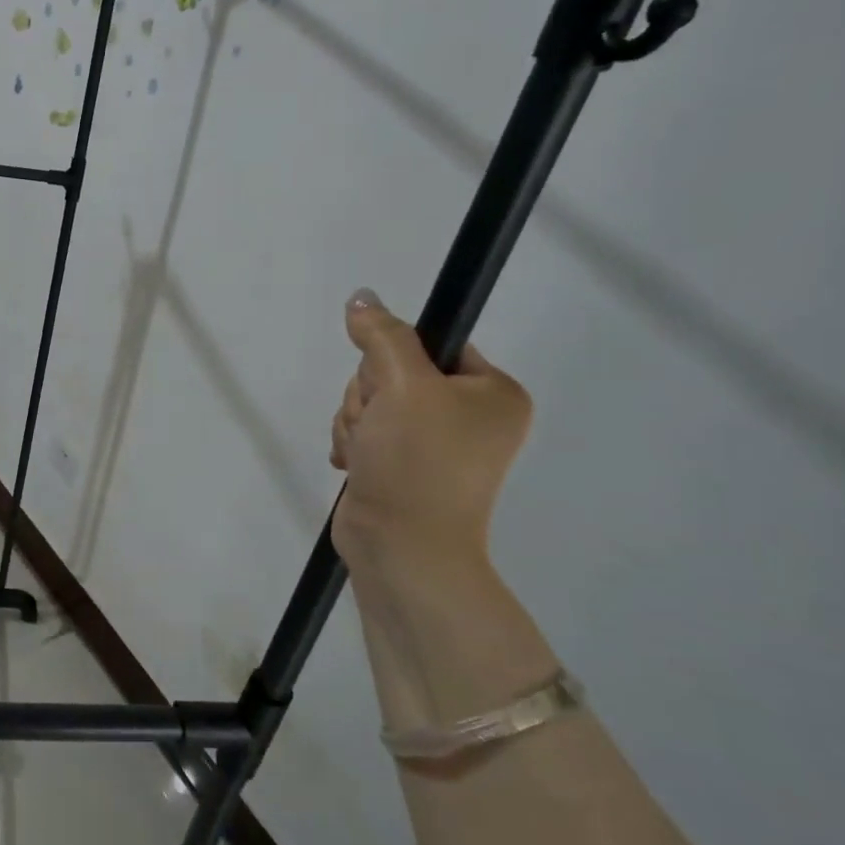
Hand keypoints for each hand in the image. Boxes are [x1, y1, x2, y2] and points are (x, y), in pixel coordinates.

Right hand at [329, 290, 532, 572]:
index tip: (391, 387)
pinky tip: (357, 464)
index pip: (431, 343)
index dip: (395, 360)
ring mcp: (433, 443)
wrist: (401, 547)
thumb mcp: (403, 385)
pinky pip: (363, 430)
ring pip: (370, 402)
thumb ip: (382, 335)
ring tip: (367, 453)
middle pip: (392, 372)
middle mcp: (468, 415)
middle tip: (378, 426)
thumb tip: (362, 297)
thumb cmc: (417, 462)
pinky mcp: (400, 464)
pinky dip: (352, 443)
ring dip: (355, 422)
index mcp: (492, 392)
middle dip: (369, 397)